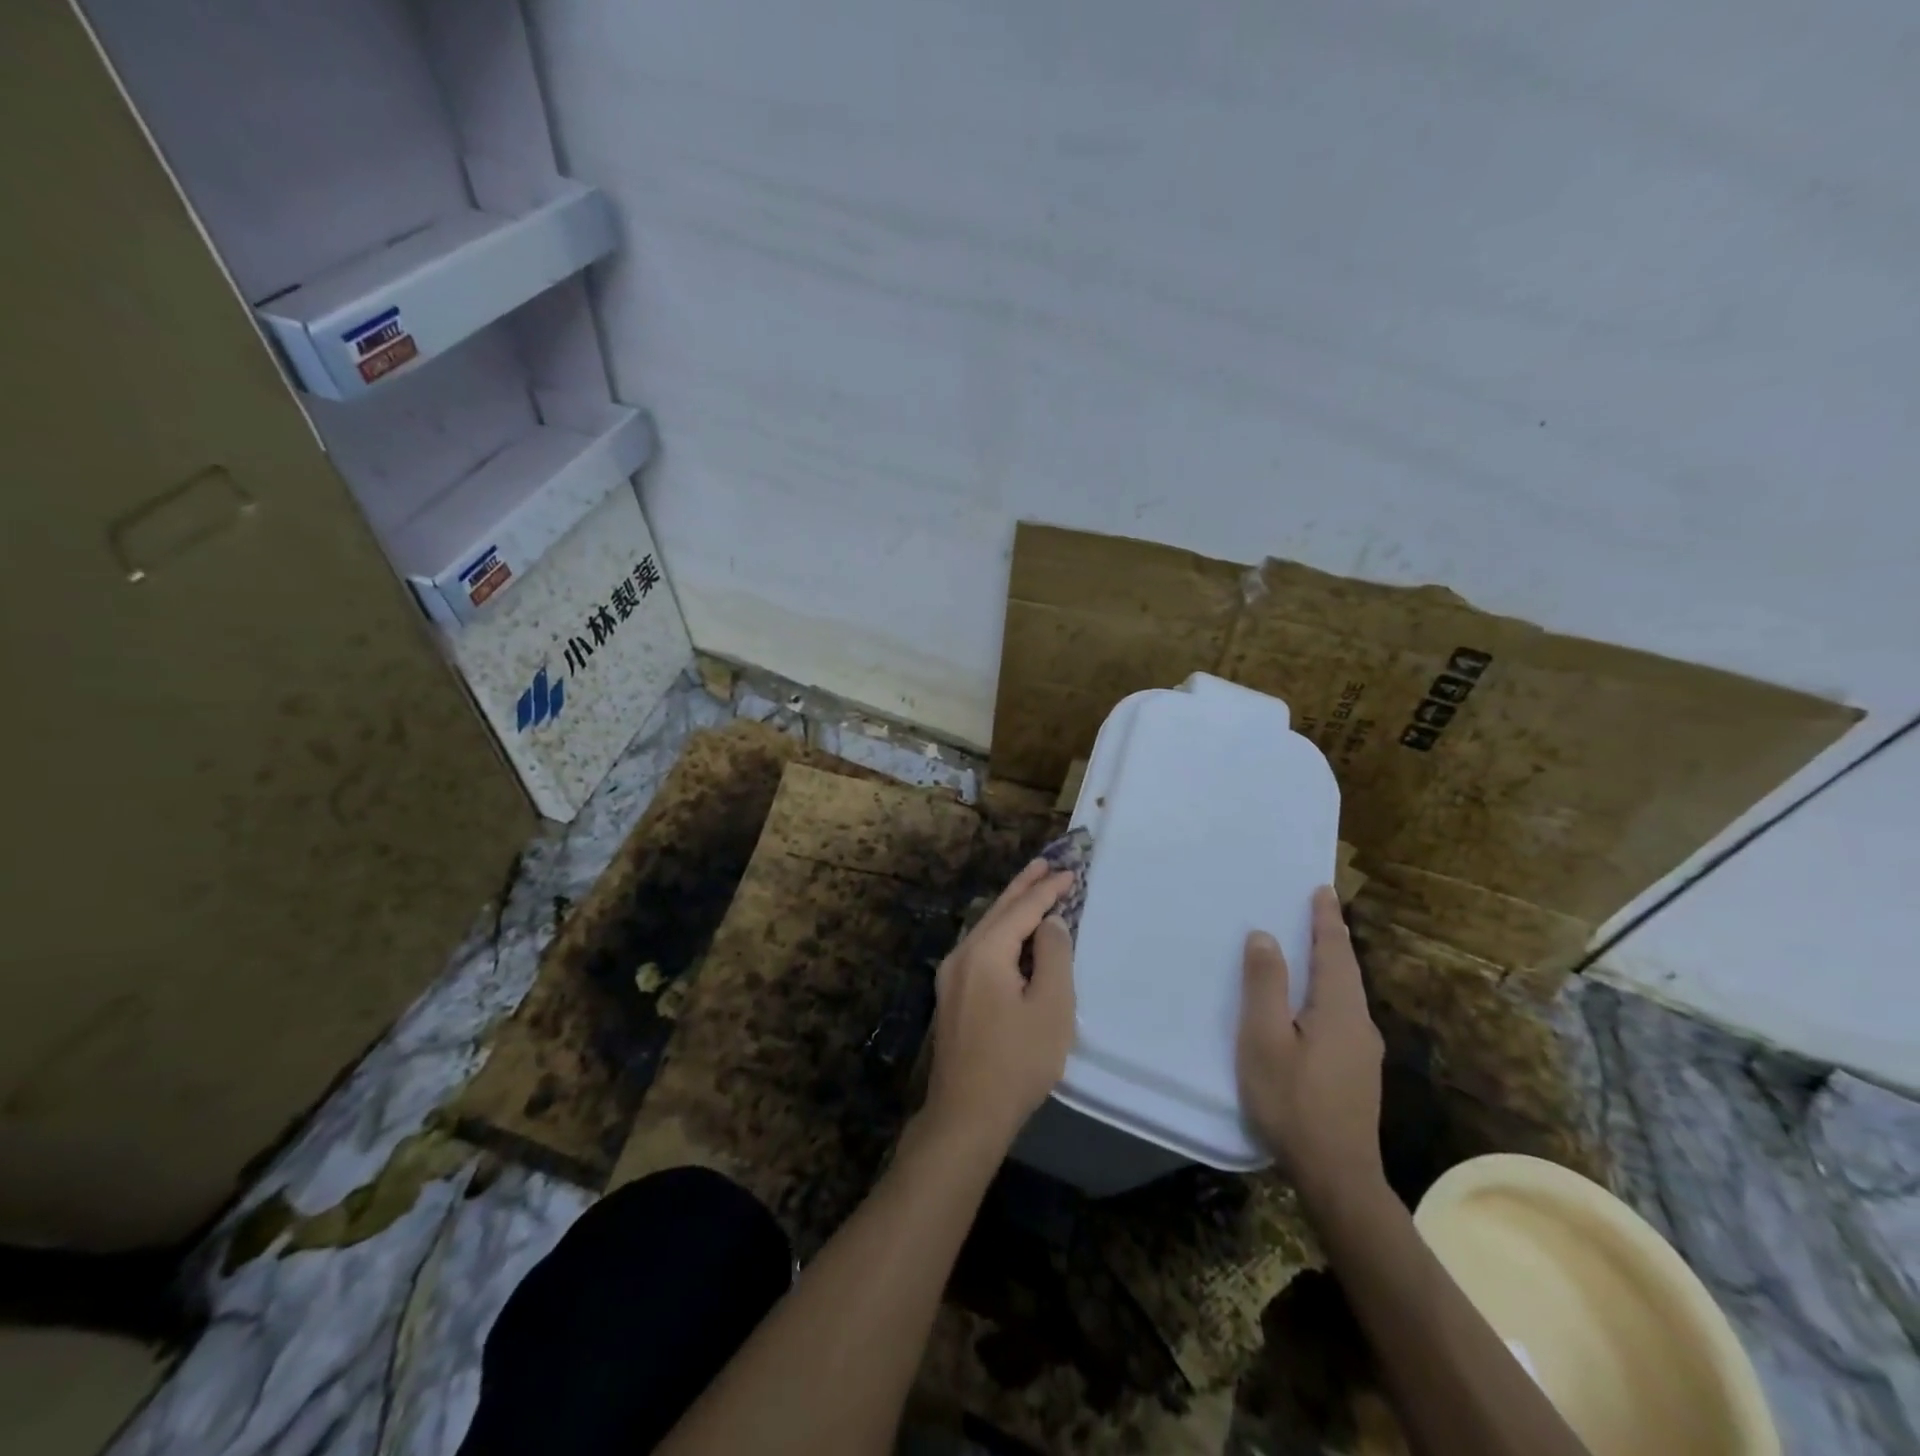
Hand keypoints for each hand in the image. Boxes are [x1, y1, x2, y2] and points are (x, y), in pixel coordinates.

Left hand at [925, 859, 1076, 1145]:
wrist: (966, 1115)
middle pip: (998, 910)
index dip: (1048, 890)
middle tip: (1046, 862)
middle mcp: (962, 954)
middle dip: (1024, 886)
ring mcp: (952, 975)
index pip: (1022, 909)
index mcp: (985, 952)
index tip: (1071, 872)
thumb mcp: (1050, 1007)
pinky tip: (1013, 933)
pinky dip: (1003, 932)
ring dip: (1012, 907)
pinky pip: (981, 948)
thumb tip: (1050, 923)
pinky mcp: (952, 995)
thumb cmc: (1017, 1061)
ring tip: (1033, 886)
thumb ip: (1053, 956)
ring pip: (987, 928)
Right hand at [1237, 886, 1384, 1197]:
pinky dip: (1326, 993)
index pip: (1334, 951)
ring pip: (1344, 995)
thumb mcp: (1265, 1040)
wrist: (1337, 1177)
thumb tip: (1266, 937)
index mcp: (1340, 1010)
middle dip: (1329, 938)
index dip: (1326, 919)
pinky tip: (1308, 1006)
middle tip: (1312, 910)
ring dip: (1328, 966)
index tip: (1323, 890)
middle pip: (1345, 970)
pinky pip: (1341, 1016)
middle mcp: (1360, 1024)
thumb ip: (1265, 986)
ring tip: (1306, 950)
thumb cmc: (1293, 1102)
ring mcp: (1363, 1052)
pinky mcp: (1357, 1072)